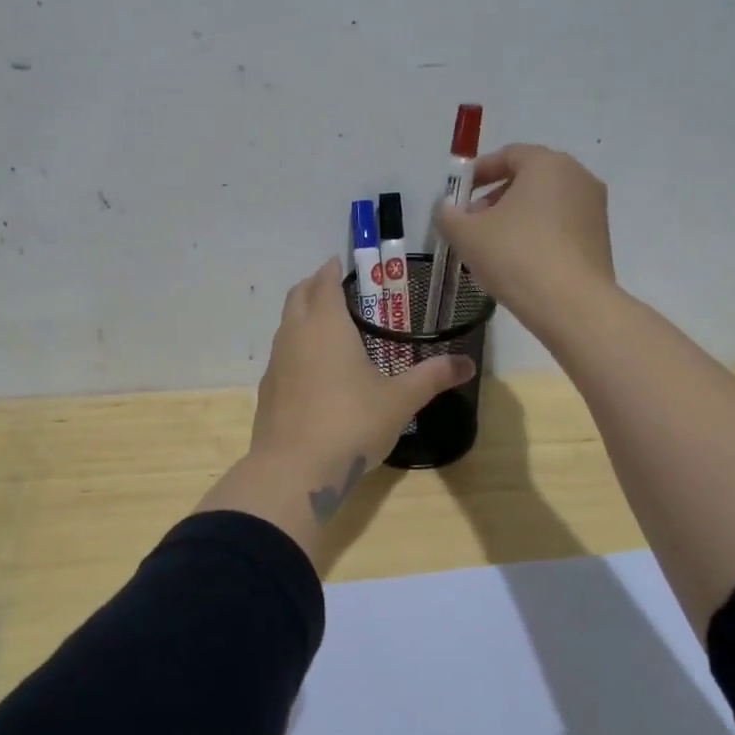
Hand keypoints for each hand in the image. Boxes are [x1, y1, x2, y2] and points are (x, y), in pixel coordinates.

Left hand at [193, 259, 474, 572]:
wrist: (294, 470)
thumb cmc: (350, 424)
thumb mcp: (399, 401)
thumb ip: (431, 377)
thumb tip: (467, 365)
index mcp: (327, 326)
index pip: (325, 283)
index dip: (332, 270)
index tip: (340, 264)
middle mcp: (295, 335)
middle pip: (298, 296)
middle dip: (314, 285)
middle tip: (335, 287)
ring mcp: (276, 362)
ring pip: (285, 324)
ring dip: (301, 315)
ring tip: (326, 325)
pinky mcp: (267, 389)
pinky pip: (281, 354)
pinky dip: (295, 346)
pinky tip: (312, 369)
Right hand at [433, 144, 615, 338]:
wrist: (572, 305)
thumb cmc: (516, 256)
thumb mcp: (467, 235)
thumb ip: (448, 215)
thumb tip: (447, 208)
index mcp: (547, 164)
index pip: (508, 155)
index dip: (478, 172)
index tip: (459, 194)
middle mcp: (577, 177)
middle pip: (528, 178)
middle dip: (496, 197)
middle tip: (472, 222)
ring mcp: (594, 208)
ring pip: (545, 204)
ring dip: (516, 217)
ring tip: (493, 247)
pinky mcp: (600, 238)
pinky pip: (561, 226)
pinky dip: (538, 234)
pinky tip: (519, 262)